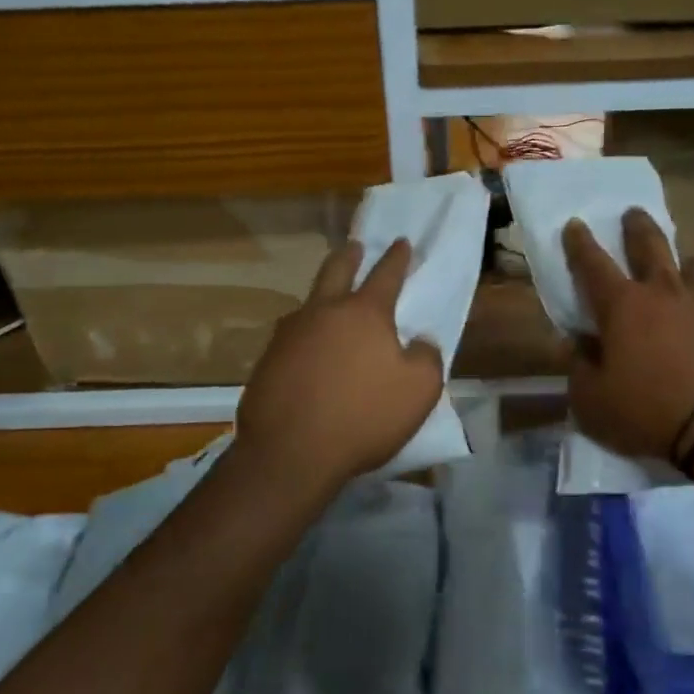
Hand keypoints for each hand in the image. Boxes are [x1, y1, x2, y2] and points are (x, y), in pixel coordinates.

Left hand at [236, 238, 443, 495]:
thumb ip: (426, 358)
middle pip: (336, 271)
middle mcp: (323, 312)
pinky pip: (291, 337)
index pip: (385, 274)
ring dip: (322, 295)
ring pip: (308, 303)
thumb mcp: (419, 390)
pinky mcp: (267, 361)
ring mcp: (289, 335)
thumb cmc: (363, 416)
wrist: (290, 452)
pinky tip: (307, 349)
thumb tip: (419, 341)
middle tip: (355, 247)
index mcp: (364, 313)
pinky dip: (305, 334)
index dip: (396, 257)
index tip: (401, 242)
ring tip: (329, 302)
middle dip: (349, 257)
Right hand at [563, 210, 693, 462]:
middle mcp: (663, 293)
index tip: (575, 223)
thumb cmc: (647, 411)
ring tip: (683, 261)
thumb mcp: (593, 402)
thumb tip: (575, 346)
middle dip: (637, 226)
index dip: (580, 243)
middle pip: (650, 246)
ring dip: (682, 259)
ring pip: (692, 265)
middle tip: (633, 212)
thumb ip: (579, 369)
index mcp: (622, 306)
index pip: (593, 264)